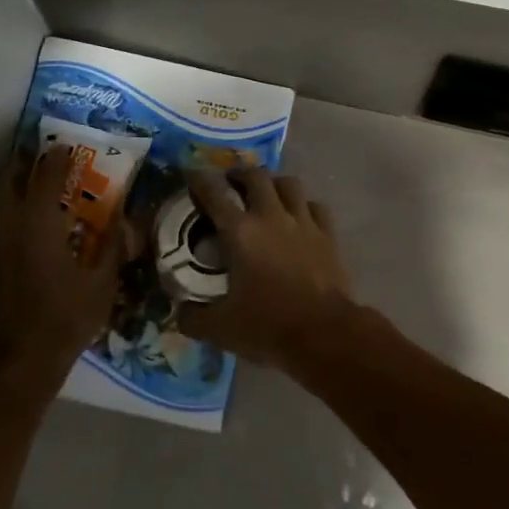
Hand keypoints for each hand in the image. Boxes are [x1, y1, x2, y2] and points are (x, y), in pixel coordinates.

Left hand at [0, 146, 121, 391]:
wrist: (25, 357)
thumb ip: (112, 243)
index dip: (57, 159)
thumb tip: (122, 215)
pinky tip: (28, 220)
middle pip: (7, 181)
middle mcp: (12, 226)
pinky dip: (9, 208)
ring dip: (11, 183)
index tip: (68, 146)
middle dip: (22, 163)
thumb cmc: (69, 316)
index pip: (46, 177)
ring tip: (32, 180)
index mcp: (40, 224)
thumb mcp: (103, 280)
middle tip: (40, 156)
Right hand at [179, 167, 353, 368]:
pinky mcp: (328, 235)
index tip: (191, 175)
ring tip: (266, 193)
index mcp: (240, 233)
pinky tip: (299, 216)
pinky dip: (304, 206)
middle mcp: (271, 217)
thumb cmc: (268, 326)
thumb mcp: (219, 329)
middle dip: (239, 174)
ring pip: (289, 183)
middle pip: (255, 176)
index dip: (199, 180)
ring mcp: (304, 223)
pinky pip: (315, 206)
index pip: (214, 193)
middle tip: (230, 183)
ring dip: (274, 183)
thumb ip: (192, 317)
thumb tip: (179, 312)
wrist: (325, 335)